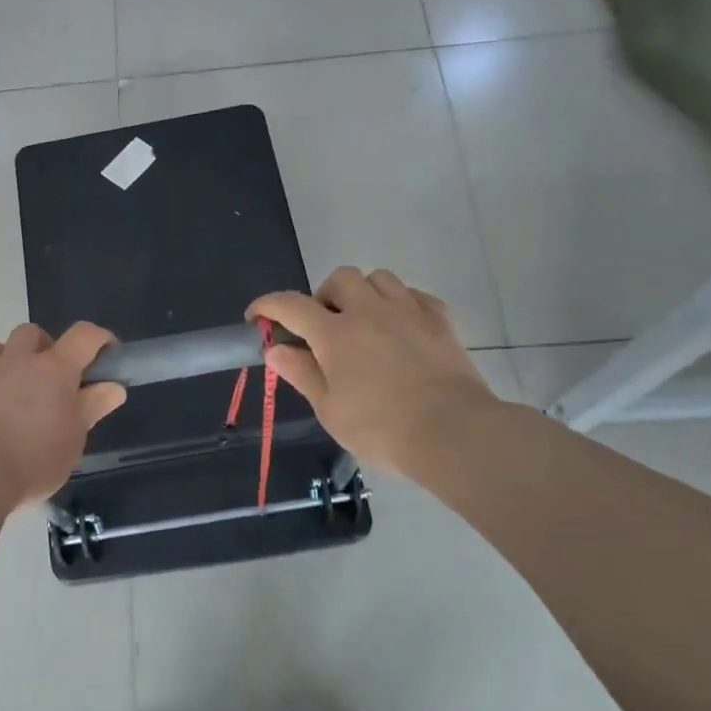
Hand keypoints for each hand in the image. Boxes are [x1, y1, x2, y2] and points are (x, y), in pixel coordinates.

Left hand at [0, 323, 127, 507]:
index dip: (99, 338)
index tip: (107, 355)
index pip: (83, 336)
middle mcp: (15, 362)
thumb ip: (92, 407)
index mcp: (53, 370)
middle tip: (48, 373)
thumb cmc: (35, 458)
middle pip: (29, 332)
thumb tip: (114, 387)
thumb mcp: (75, 438)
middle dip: (41, 345)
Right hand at [249, 267, 504, 479]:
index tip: (256, 317)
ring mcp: (408, 311)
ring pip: (380, 278)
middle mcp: (369, 311)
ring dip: (365, 293)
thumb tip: (275, 349)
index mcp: (334, 333)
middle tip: (324, 327)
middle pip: (340, 278)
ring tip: (365, 322)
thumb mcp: (330, 409)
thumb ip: (301, 373)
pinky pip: (415, 295)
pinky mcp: (440, 321)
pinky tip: (401, 327)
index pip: (290, 305)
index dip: (267, 305)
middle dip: (325, 296)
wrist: (454, 433)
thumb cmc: (382, 428)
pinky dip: (401, 304)